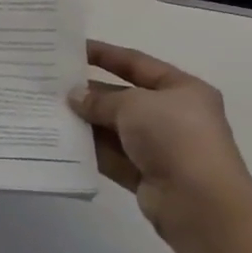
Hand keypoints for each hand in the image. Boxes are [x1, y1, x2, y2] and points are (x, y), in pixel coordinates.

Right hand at [72, 41, 251, 244]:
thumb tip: (75, 97)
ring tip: (50, 111)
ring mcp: (162, 148)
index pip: (137, 63)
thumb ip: (100, 100)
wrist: (200, 204)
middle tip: (52, 84)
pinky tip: (63, 141)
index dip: (105, 54)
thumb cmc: (174, 137)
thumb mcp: (134, 105)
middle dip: (91, 92)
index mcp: (183, 89)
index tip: (73, 49)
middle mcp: (174, 116)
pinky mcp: (148, 177)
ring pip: (116, 129)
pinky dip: (91, 150)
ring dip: (87, 122)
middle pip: (125, 97)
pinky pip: (114, 157)